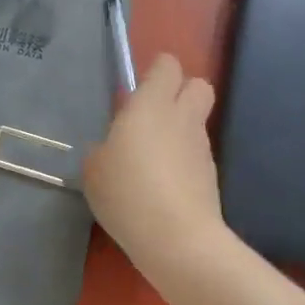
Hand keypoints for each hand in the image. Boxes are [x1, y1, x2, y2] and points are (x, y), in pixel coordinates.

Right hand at [83, 54, 225, 268]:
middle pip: (198, 84)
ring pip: (196, 122)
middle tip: (152, 115)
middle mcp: (182, 117)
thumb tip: (110, 148)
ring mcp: (201, 147)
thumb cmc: (128, 193)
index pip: (167, 65)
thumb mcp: (94, 170)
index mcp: (151, 105)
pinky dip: (182, 161)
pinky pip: (196, 154)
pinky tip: (162, 187)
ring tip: (151, 160)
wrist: (178, 239)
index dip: (156, 72)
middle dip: (180, 92)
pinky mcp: (211, 176)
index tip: (136, 90)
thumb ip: (102, 149)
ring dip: (178, 130)